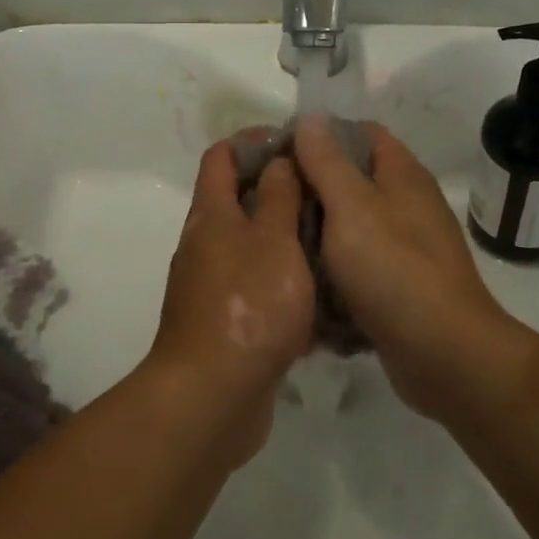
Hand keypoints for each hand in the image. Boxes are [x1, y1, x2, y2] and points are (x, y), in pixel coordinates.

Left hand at [146, 139, 314, 465]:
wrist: (211, 397)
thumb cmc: (248, 305)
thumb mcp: (273, 240)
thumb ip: (278, 196)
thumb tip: (278, 159)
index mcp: (211, 214)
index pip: (222, 155)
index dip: (254, 141)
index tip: (296, 144)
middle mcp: (205, 242)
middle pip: (236, 197)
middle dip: (278, 187)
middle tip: (326, 190)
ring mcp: (212, 284)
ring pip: (250, 242)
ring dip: (285, 234)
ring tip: (333, 235)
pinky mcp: (226, 320)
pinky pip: (256, 284)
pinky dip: (282, 278)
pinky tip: (320, 290)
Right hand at [294, 115, 521, 420]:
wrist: (446, 355)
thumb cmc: (394, 269)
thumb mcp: (351, 206)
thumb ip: (327, 161)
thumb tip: (311, 118)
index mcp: (401, 174)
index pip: (361, 133)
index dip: (322, 134)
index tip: (281, 151)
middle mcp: (406, 204)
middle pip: (352, 179)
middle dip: (312, 188)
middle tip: (270, 200)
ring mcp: (405, 246)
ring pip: (350, 226)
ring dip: (318, 234)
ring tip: (277, 241)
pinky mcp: (398, 285)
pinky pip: (358, 266)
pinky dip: (334, 272)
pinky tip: (305, 282)